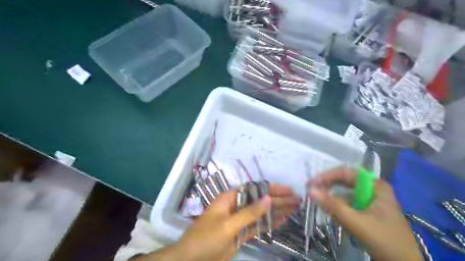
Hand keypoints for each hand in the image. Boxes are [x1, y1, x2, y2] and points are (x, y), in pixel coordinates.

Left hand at [134, 184, 300, 260]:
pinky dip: (268, 224)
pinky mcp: (240, 233)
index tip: (287, 191)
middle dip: (277, 200)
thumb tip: (268, 198)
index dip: (271, 188)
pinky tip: (281, 221)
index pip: (254, 189)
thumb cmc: (205, 239)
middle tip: (296, 201)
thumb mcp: (228, 225)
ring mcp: (238, 220)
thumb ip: (248, 212)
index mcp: (229, 198)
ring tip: (293, 210)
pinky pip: (256, 226)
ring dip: (275, 211)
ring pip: (260, 213)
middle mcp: (235, 206)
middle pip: (259, 200)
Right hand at [307, 168, 421, 260]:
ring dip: (331, 195)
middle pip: (345, 180)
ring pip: (345, 192)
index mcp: (375, 185)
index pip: (346, 173)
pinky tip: (330, 210)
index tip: (311, 183)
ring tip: (317, 200)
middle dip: (327, 185)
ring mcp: (371, 199)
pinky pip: (348, 202)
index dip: (327, 176)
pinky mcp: (368, 210)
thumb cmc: (384, 241)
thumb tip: (310, 190)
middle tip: (311, 190)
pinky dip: (337, 205)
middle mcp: (373, 188)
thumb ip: (332, 205)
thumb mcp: (356, 222)